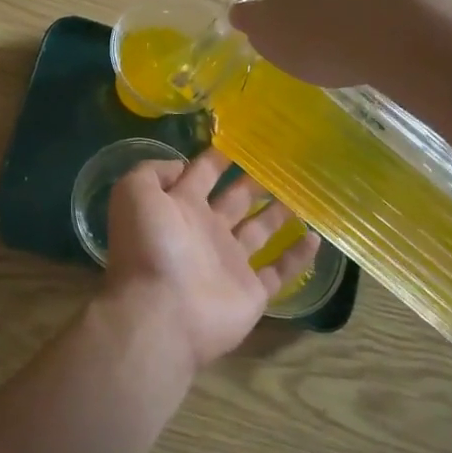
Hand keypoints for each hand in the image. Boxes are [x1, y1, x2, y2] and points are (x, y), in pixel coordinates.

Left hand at [100, 147, 320, 370]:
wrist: (160, 313)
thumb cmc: (150, 248)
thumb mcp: (135, 194)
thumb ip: (153, 171)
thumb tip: (181, 165)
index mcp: (179, 207)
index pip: (201, 174)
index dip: (218, 157)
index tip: (244, 139)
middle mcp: (205, 232)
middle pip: (235, 200)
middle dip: (254, 182)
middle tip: (283, 163)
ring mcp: (230, 263)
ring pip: (259, 231)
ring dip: (278, 213)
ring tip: (302, 192)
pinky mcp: (252, 291)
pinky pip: (279, 271)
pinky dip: (297, 256)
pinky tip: (316, 236)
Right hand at [229, 0, 451, 88]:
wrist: (408, 34)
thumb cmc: (321, 32)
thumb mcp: (268, 35)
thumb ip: (250, 20)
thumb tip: (241, 11)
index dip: (280, 1)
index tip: (289, 29)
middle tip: (319, 37)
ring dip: (350, 5)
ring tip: (355, 44)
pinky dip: (381, 12)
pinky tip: (384, 40)